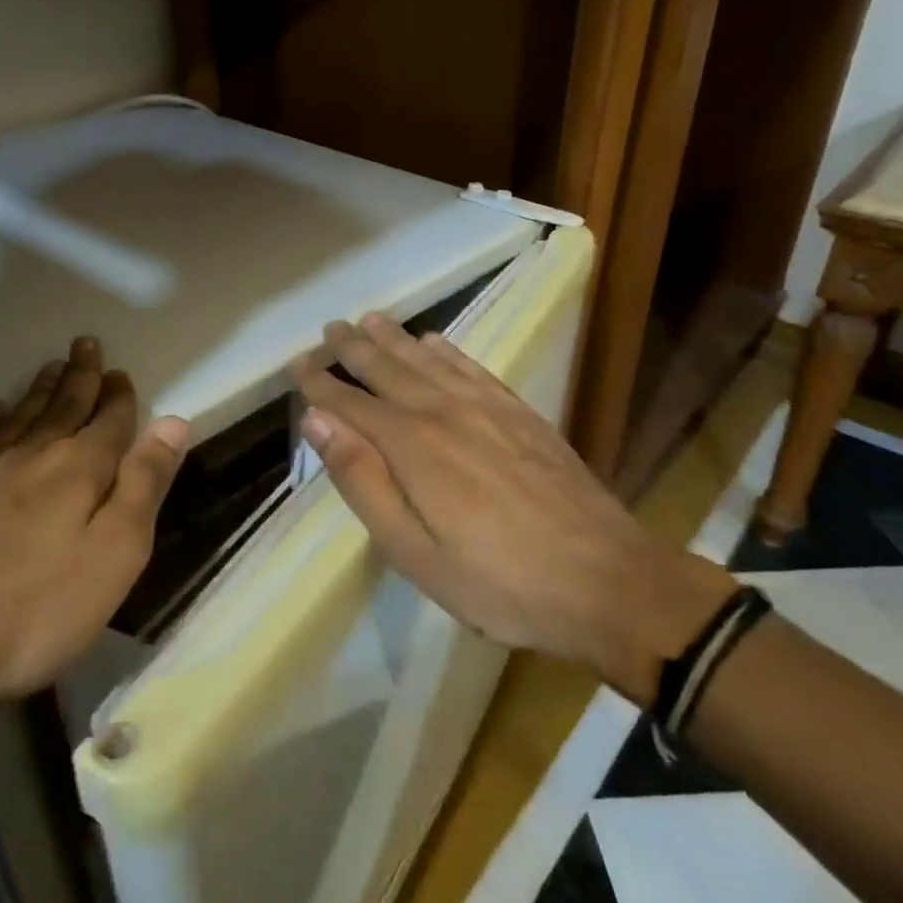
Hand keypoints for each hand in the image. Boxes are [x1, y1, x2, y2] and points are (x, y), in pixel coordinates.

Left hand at [0, 337, 188, 767]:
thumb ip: (145, 484)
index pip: (110, 420)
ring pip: (19, 414)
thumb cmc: (36, 609)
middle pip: (63, 404)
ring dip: (39, 389)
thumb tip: (174, 422)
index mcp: (80, 468)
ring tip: (51, 367)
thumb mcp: (116, 554)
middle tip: (86, 344)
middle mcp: (31, 453)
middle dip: (80, 375)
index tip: (122, 373)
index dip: (120, 396)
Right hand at [294, 314, 733, 702]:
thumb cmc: (497, 581)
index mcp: (412, 446)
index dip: (321, 383)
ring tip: (370, 320)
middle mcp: (445, 412)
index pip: (353, 403)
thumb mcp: (413, 551)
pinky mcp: (521, 414)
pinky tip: (436, 342)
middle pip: (389, 369)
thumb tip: (318, 421)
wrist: (605, 581)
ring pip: (429, 360)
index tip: (297, 364)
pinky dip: (449, 350)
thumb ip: (362, 481)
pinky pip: (473, 368)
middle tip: (330, 328)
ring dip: (396, 339)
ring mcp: (488, 408)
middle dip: (354, 349)